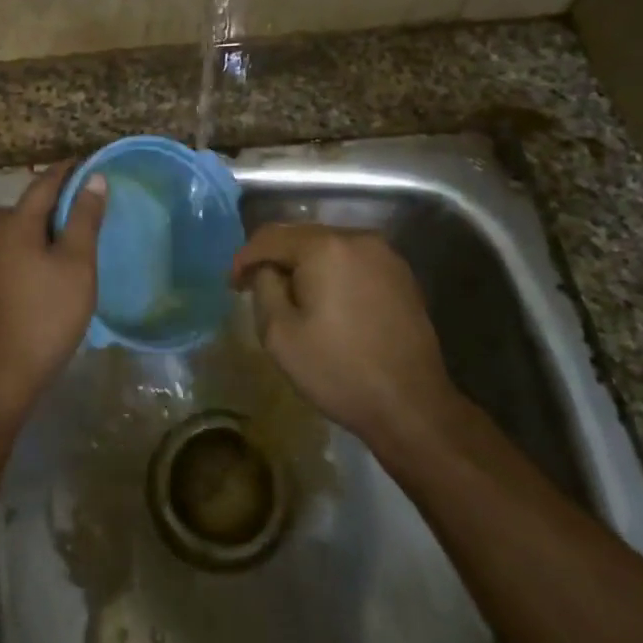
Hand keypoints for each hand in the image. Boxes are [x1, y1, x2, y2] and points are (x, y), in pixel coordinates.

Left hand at [0, 162, 106, 412]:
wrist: (3, 371)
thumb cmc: (46, 312)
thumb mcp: (76, 263)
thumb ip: (84, 218)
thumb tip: (93, 178)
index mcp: (15, 222)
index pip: (44, 183)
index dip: (68, 170)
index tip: (91, 163)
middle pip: (25, 204)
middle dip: (53, 198)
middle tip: (85, 203)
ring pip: (17, 228)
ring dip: (42, 224)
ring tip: (73, 234)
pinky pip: (13, 249)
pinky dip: (33, 245)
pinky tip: (52, 263)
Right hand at [231, 224, 459, 458]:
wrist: (411, 405)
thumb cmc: (338, 370)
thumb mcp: (279, 334)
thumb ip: (263, 287)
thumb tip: (266, 269)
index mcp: (324, 247)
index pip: (270, 237)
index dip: (245, 257)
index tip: (232, 284)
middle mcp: (357, 238)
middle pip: (301, 236)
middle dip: (274, 258)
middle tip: (253, 286)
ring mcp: (384, 255)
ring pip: (329, 247)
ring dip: (304, 264)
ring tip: (289, 294)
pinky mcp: (402, 275)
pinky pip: (353, 261)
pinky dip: (332, 272)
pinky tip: (326, 299)